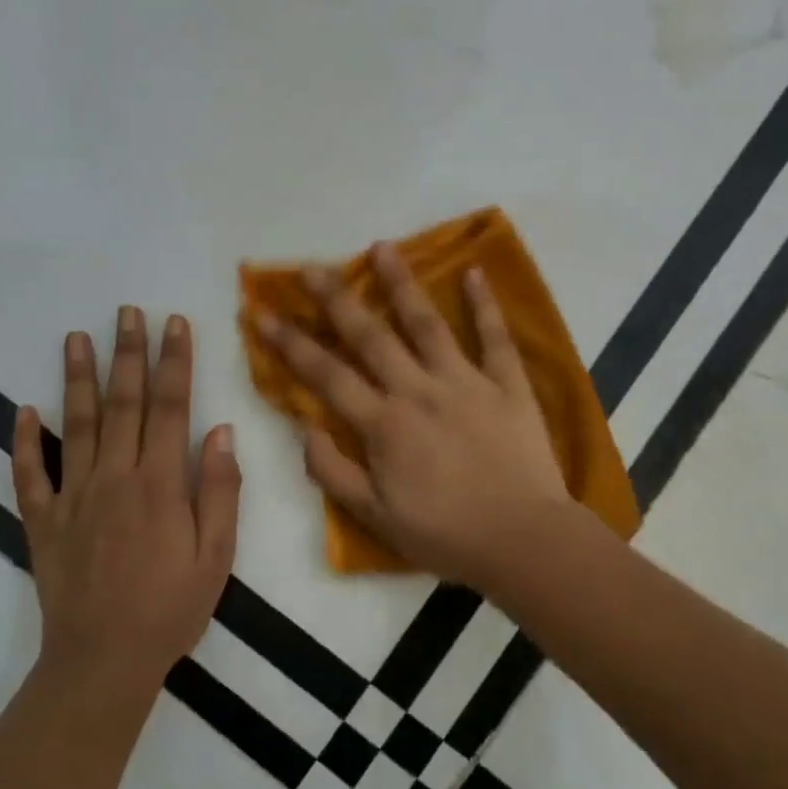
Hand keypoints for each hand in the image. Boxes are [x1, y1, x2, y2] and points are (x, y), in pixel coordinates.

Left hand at [12, 307, 240, 709]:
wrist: (102, 663)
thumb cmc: (170, 609)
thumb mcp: (216, 556)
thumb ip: (220, 490)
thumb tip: (221, 429)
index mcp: (160, 484)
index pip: (171, 407)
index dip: (174, 361)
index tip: (174, 323)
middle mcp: (114, 477)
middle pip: (123, 403)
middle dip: (128, 353)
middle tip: (127, 311)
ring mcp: (73, 496)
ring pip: (75, 424)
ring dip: (76, 378)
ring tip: (75, 337)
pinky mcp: (43, 521)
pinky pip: (29, 474)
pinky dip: (23, 440)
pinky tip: (22, 409)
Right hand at [254, 244, 570, 587]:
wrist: (523, 541)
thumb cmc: (446, 535)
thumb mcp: (375, 517)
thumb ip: (333, 472)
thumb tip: (305, 428)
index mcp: (384, 424)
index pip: (327, 375)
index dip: (292, 344)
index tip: (263, 313)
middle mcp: (418, 390)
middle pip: (370, 336)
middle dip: (336, 299)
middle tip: (312, 266)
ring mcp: (465, 382)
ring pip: (426, 323)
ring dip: (401, 283)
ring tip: (382, 247)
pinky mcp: (507, 384)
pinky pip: (494, 337)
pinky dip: (484, 304)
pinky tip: (473, 271)